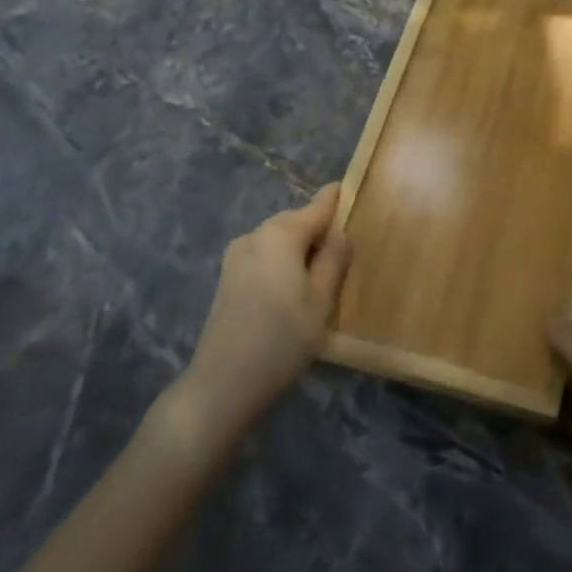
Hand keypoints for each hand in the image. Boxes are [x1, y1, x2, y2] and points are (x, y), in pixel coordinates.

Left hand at [184, 183, 351, 430]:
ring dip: (299, 248)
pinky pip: (263, 256)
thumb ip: (333, 260)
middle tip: (344, 249)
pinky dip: (281, 262)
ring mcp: (236, 256)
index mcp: (280, 234)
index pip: (317, 207)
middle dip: (318, 229)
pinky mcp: (227, 278)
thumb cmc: (282, 338)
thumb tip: (340, 232)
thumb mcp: (321, 300)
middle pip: (295, 222)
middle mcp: (255, 235)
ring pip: (278, 240)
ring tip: (320, 274)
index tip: (349, 188)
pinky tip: (292, 287)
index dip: (335, 199)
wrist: (223, 382)